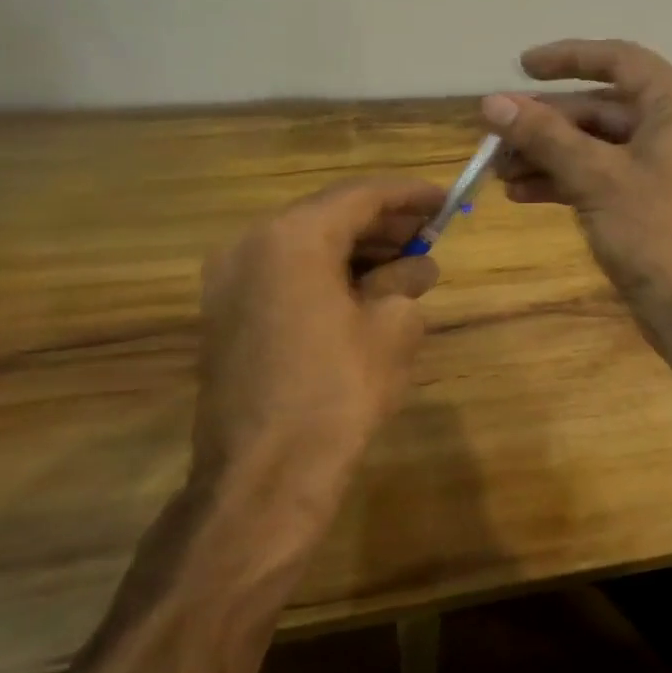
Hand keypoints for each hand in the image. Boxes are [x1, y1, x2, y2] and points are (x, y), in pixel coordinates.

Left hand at [194, 176, 443, 497]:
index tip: (446, 199)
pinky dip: (325, 270)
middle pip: (330, 214)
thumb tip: (417, 266)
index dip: (410, 195)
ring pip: (305, 242)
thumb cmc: (337, 390)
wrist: (262, 477)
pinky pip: (284, 271)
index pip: (362, 195)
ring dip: (356, 247)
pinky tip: (364, 289)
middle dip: (383, 222)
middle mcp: (253, 243)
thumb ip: (406, 281)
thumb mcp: (393, 327)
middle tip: (429, 232)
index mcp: (295, 236)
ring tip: (404, 262)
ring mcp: (230, 279)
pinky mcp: (225, 312)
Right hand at [482, 39, 671, 354]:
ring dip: (548, 154)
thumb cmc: (657, 233)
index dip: (567, 58)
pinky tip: (522, 193)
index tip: (520, 66)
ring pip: (596, 143)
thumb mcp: (595, 177)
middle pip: (600, 106)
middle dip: (545, 122)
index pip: (618, 59)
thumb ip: (544, 134)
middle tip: (494, 134)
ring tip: (497, 170)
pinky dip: (565, 179)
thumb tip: (492, 102)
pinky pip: (602, 173)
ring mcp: (664, 162)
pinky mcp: (652, 197)